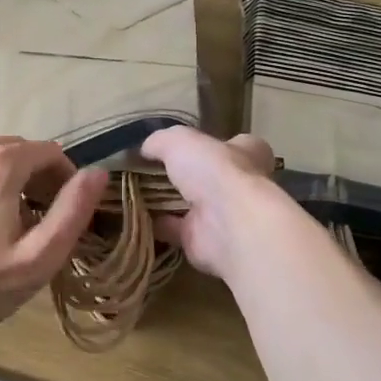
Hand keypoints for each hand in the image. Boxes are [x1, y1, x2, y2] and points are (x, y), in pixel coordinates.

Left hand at [0, 138, 107, 357]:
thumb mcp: (40, 255)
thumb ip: (73, 210)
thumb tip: (98, 173)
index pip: (50, 151)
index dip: (67, 178)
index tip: (68, 211)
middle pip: (22, 151)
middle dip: (42, 178)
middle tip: (48, 218)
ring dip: (17, 180)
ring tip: (22, 223)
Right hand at [139, 127, 279, 279]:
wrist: (228, 225)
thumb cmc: (215, 171)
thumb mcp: (180, 140)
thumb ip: (161, 141)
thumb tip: (145, 149)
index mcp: (247, 154)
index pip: (234, 145)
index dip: (210, 143)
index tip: (181, 145)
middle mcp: (238, 185)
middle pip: (209, 176)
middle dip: (184, 175)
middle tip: (149, 170)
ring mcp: (221, 215)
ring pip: (190, 205)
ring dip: (166, 201)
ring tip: (135, 191)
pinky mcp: (202, 240)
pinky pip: (173, 230)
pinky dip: (154, 224)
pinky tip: (132, 215)